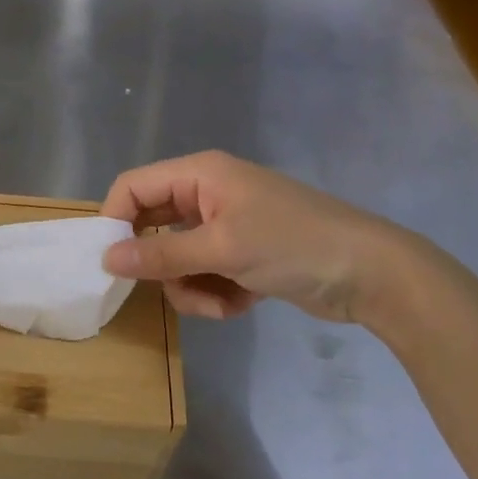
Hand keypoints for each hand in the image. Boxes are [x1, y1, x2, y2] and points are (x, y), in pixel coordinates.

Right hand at [100, 151, 407, 323]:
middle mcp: (207, 195)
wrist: (371, 274)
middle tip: (168, 287)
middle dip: (161, 264)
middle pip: (153, 227)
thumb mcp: (222, 248)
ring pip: (176, 260)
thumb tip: (106, 259)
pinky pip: (204, 275)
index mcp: (199, 175)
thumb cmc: (292, 245)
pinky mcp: (241, 257)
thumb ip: (160, 254)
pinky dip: (215, 294)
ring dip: (190, 287)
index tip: (110, 262)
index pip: (133, 187)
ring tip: (219, 302)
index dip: (115, 221)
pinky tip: (241, 304)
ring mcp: (225, 227)